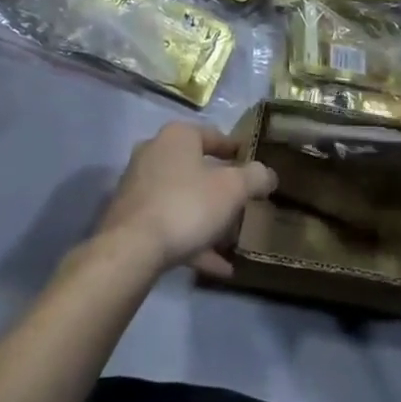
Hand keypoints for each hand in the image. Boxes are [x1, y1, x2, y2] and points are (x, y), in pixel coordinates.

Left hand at [97, 123, 276, 278]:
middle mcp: (155, 152)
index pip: (213, 136)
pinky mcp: (132, 216)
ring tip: (232, 240)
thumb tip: (268, 173)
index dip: (235, 150)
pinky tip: (218, 266)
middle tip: (243, 204)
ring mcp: (140, 185)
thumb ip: (254, 177)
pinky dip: (193, 241)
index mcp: (178, 136)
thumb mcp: (232, 190)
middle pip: (196, 168)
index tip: (252, 165)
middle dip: (220, 188)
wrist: (132, 248)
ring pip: (183, 198)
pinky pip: (170, 223)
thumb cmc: (187, 205)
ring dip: (207, 218)